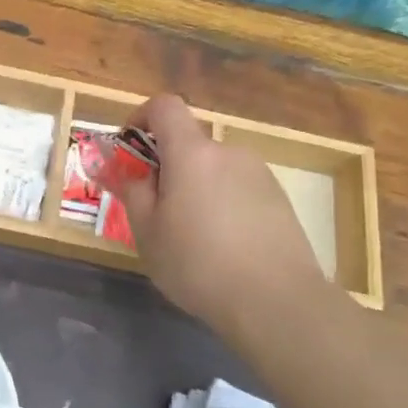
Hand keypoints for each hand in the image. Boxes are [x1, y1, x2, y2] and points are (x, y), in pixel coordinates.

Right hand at [107, 94, 331, 334]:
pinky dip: (223, 204)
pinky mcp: (279, 199)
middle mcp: (228, 153)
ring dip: (197, 188)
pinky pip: (238, 189)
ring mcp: (259, 174)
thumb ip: (134, 192)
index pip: (165, 106)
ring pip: (215, 169)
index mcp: (192, 154)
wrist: (277, 301)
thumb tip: (127, 172)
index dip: (141, 117)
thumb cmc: (198, 264)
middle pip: (190, 144)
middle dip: (168, 167)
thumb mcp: (148, 232)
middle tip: (156, 211)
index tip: (129, 147)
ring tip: (192, 236)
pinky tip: (224, 247)